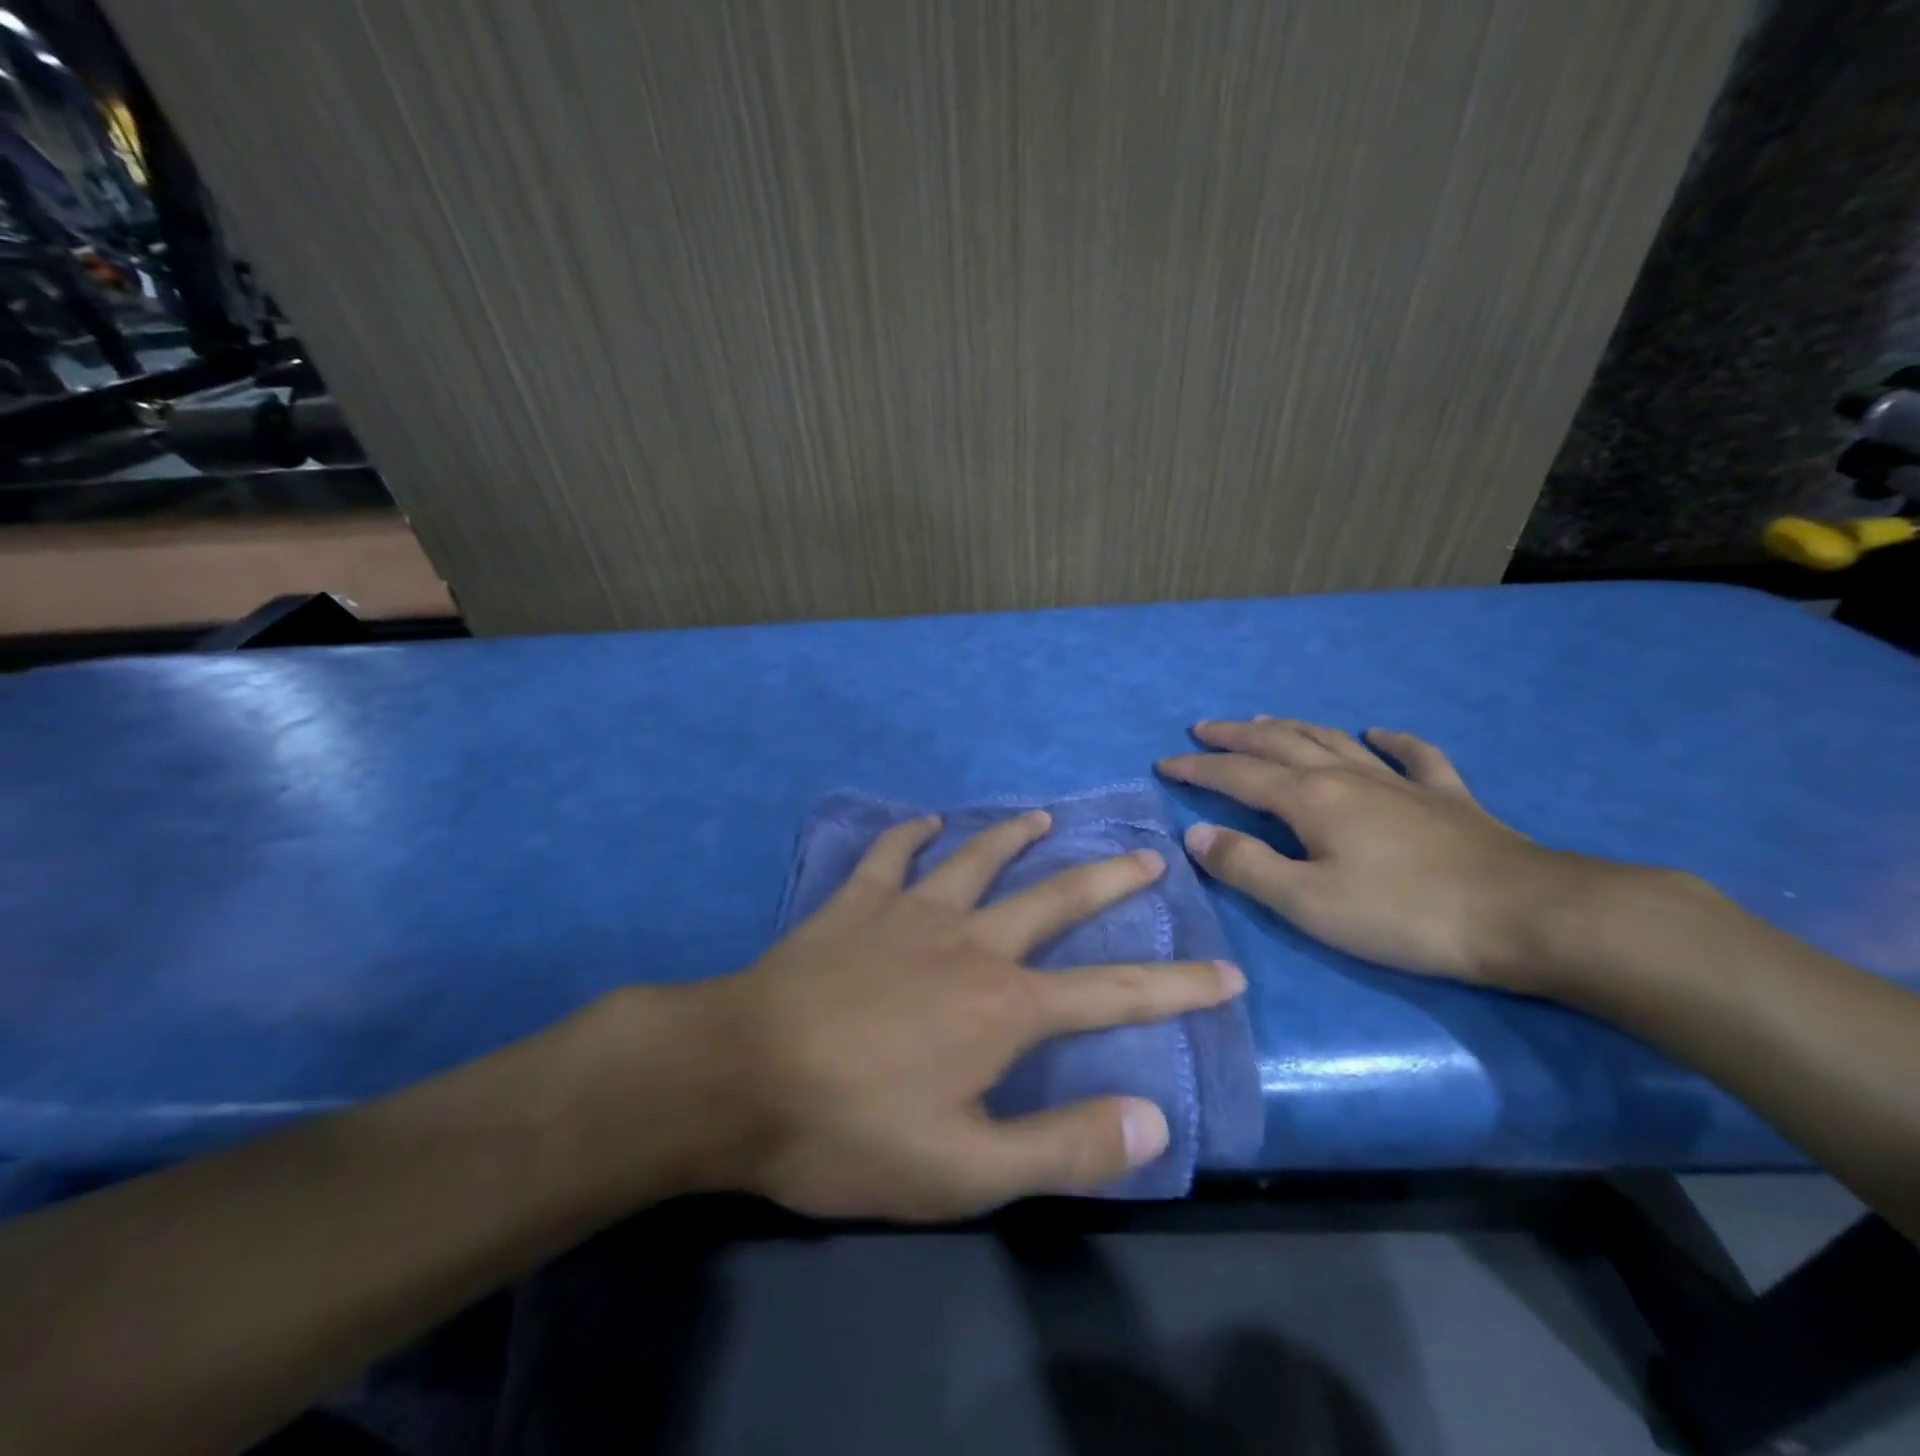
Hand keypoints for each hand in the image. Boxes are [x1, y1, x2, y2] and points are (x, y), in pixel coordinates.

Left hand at [680, 812, 1245, 1220]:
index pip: (1115, 992)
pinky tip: (924, 823)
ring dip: (1015, 838)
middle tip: (1148, 855)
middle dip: (1109, 880)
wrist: (739, 1076)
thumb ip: (1064, 1146)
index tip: (1225, 970)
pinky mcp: (855, 902)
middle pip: (1055, 901)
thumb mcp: (965, 1170)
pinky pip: (890, 854)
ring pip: (977, 860)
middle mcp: (970, 942)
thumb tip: (1154, 1120)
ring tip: (1044, 819)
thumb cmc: (851, 1130)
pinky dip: (911, 835)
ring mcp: (909, 912)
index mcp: (1005, 1006)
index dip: (1178, 986)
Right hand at [1158, 719, 1600, 990]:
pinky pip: (1414, 756)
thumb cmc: (1404, 915)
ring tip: (1264, 720)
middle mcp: (1346, 777)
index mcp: (1309, 800)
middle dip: (1235, 736)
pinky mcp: (1447, 798)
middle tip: (1202, 729)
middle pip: (1279, 744)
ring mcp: (1400, 782)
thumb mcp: (1308, 902)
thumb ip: (1246, 866)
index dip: (1197, 769)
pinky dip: (1391, 740)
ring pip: (1333, 741)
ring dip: (1292, 727)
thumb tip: (1195, 835)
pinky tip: (1378, 732)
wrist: (1528, 916)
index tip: (1164, 763)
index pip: (1237, 776)